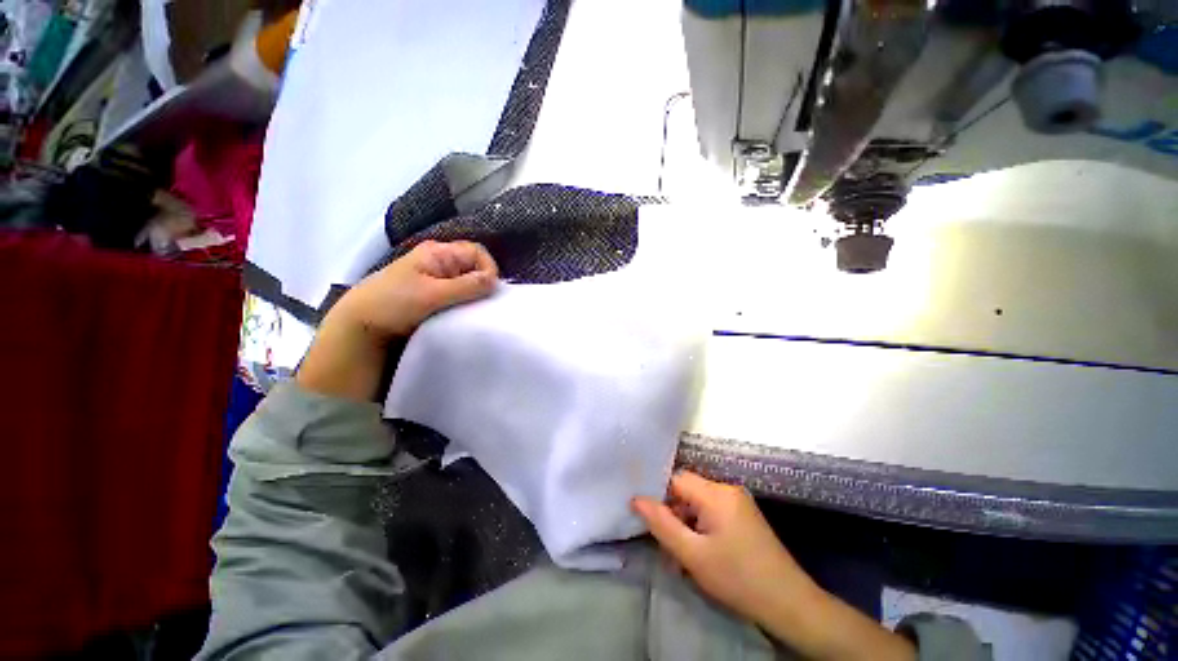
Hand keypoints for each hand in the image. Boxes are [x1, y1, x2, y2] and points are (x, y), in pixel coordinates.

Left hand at [333, 240, 498, 341]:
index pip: (477, 252)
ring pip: (468, 284)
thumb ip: (467, 286)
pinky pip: (459, 297)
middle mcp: (439, 263)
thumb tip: (496, 281)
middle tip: (482, 305)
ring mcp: (436, 281)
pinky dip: (465, 305)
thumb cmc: (392, 304)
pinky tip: (463, 316)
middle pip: (474, 268)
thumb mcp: (432, 294)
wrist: (359, 328)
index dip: (488, 269)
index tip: (488, 291)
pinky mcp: (434, 298)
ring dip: (473, 297)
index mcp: (437, 253)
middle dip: (482, 285)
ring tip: (473, 313)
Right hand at [632, 472, 815, 624]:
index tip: (648, 519)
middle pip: (686, 491)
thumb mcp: (693, 555)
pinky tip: (700, 553)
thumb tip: (636, 498)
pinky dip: (700, 527)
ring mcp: (738, 501)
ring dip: (685, 524)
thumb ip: (661, 523)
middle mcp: (727, 489)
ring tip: (682, 556)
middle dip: (672, 514)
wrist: (790, 603)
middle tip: (666, 546)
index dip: (658, 495)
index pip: (675, 480)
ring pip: (697, 503)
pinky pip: (712, 511)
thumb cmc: (737, 578)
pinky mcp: (743, 514)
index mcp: (715, 493)